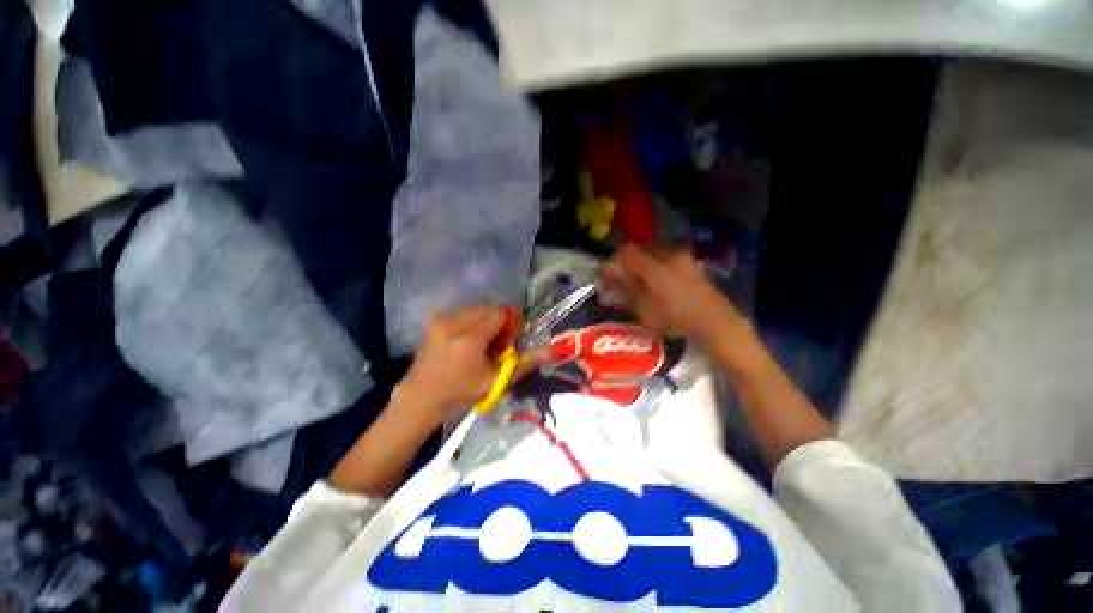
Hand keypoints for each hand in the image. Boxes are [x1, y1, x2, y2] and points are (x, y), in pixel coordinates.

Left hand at [394, 304, 547, 425]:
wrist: (421, 397)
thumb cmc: (460, 393)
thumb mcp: (495, 382)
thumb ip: (523, 364)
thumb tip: (547, 351)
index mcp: (469, 339)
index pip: (499, 312)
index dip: (510, 322)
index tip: (510, 339)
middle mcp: (454, 322)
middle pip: (488, 306)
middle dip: (499, 319)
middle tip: (498, 341)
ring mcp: (442, 319)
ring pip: (476, 307)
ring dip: (486, 319)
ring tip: (483, 340)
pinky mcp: (435, 320)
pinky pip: (463, 311)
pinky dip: (472, 320)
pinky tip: (469, 338)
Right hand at [600, 244, 748, 346]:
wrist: (716, 323)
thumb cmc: (678, 320)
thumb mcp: (646, 310)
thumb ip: (627, 291)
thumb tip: (613, 282)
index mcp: (657, 267)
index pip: (627, 253)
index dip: (612, 263)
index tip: (605, 278)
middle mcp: (670, 255)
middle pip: (639, 249)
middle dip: (624, 262)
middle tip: (616, 279)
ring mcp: (682, 257)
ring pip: (651, 252)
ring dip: (637, 263)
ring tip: (632, 280)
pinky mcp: (689, 263)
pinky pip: (663, 257)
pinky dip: (651, 265)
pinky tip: (650, 281)